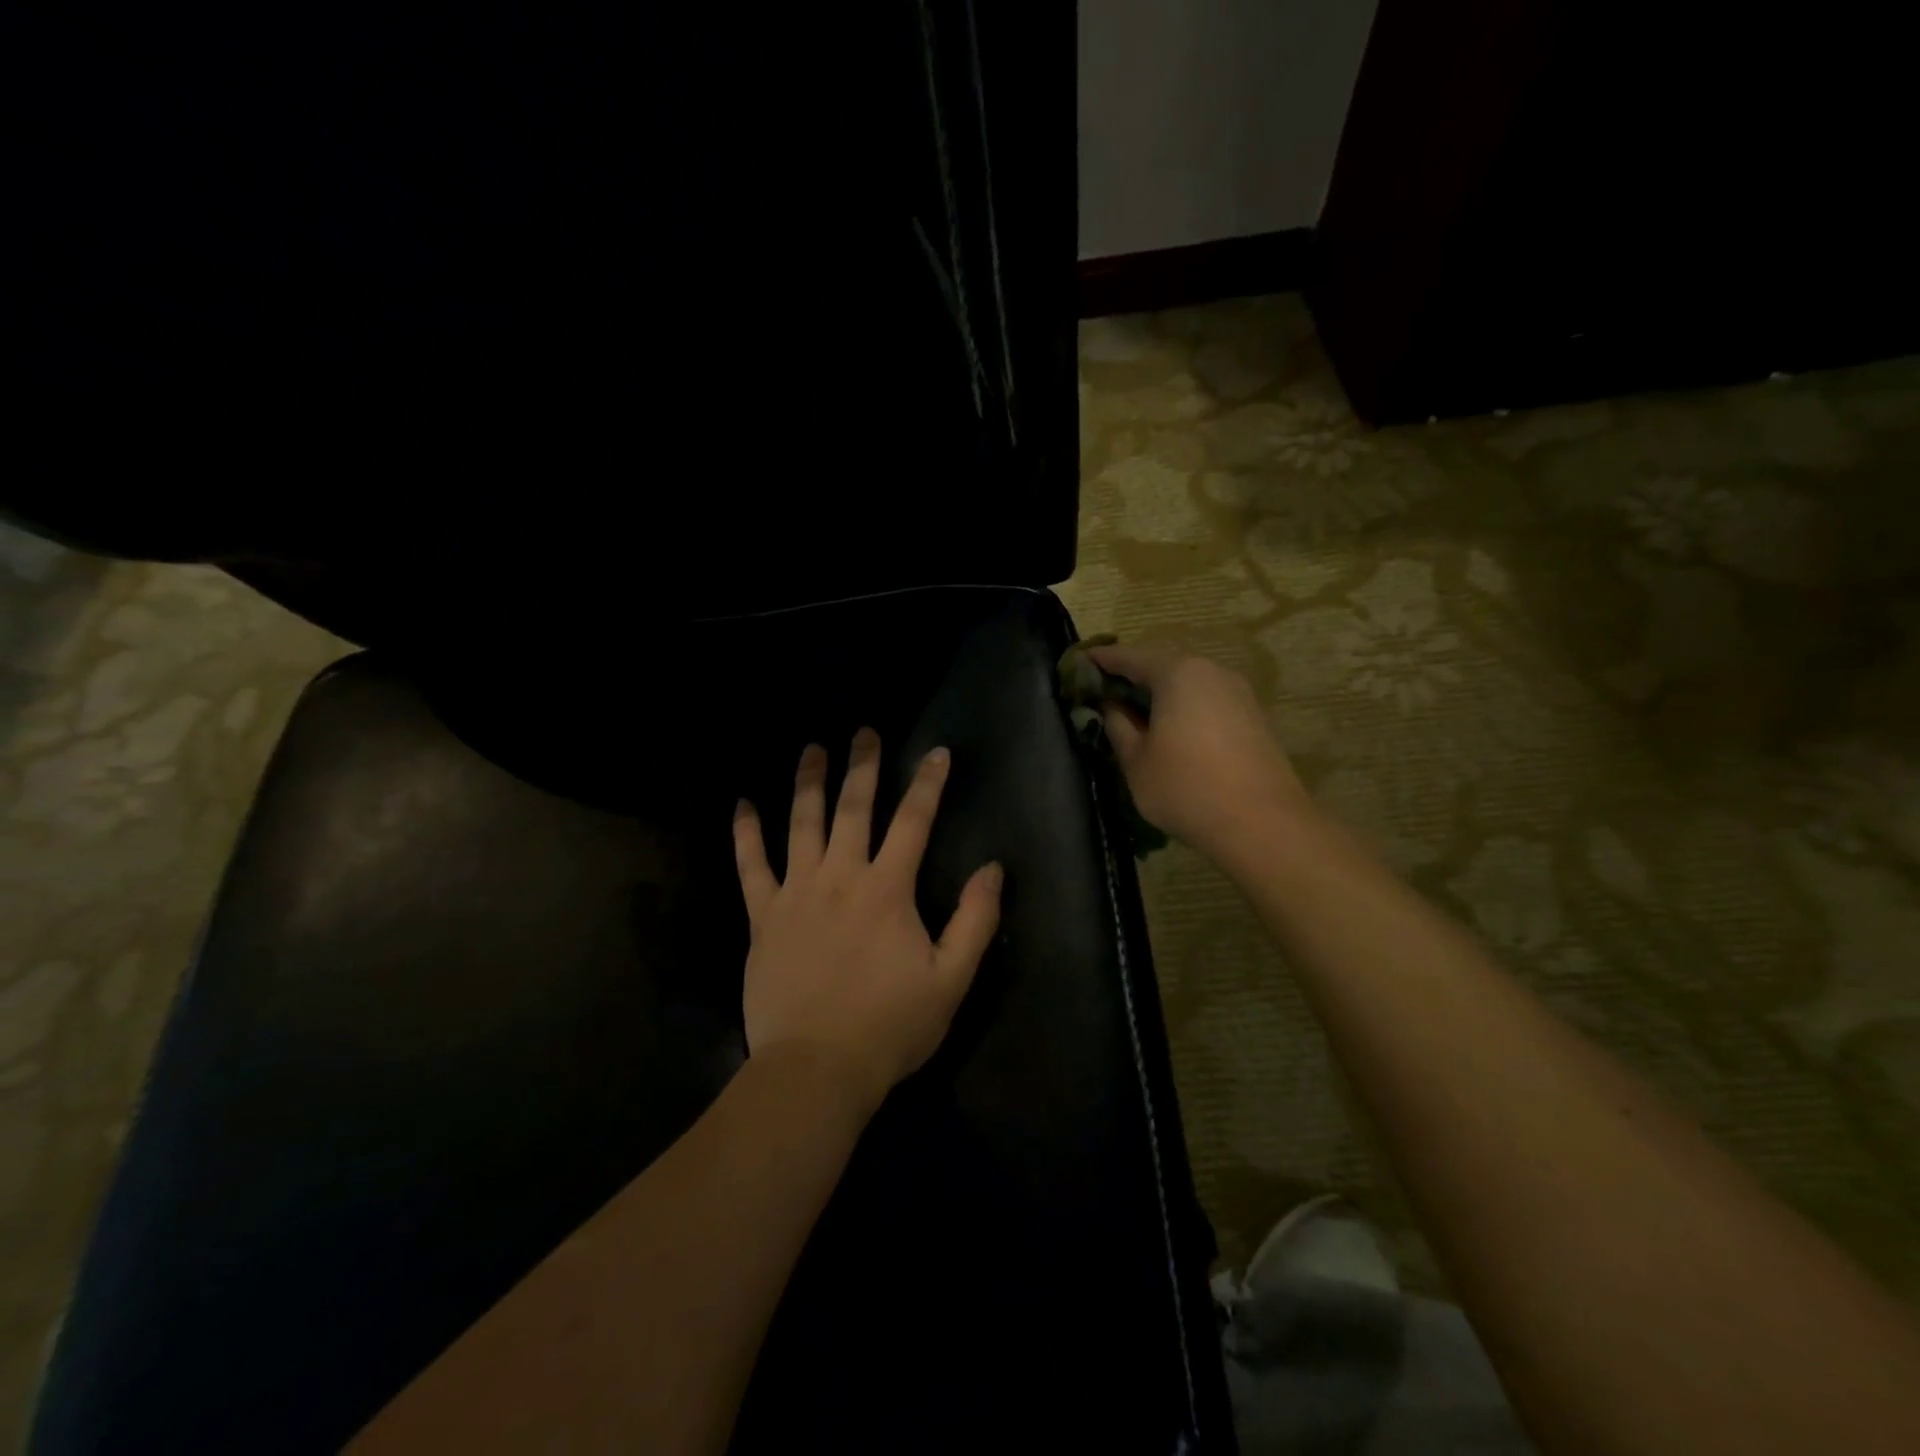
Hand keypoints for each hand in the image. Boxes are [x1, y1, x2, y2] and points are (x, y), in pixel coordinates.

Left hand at [733, 730, 1003, 1112]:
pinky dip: (746, 833)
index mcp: (887, 890)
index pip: (913, 822)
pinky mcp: (764, 917)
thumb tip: (992, 868)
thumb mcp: (951, 980)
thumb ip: (975, 920)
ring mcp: (796, 893)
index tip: (937, 752)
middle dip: (862, 766)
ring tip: (812, 749)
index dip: (928, 784)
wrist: (816, 1070)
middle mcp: (840, 877)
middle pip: (853, 808)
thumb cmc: (889, 1027)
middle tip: (863, 731)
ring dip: (808, 783)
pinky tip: (741, 805)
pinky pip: (750, 866)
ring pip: (801, 824)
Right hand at [1089, 644, 1312, 861]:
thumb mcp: (1136, 761)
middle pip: (1161, 666)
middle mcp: (1210, 671)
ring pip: (1187, 684)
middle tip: (1103, 694)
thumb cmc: (1186, 788)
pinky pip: (1207, 701)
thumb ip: (1118, 726)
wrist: (1263, 824)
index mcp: (1177, 674)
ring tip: (1135, 715)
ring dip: (1160, 694)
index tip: (1079, 664)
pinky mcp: (1253, 716)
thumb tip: (1111, 707)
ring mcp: (1237, 692)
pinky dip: (1184, 708)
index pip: (1128, 657)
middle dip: (1131, 678)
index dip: (1100, 660)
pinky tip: (1171, 731)